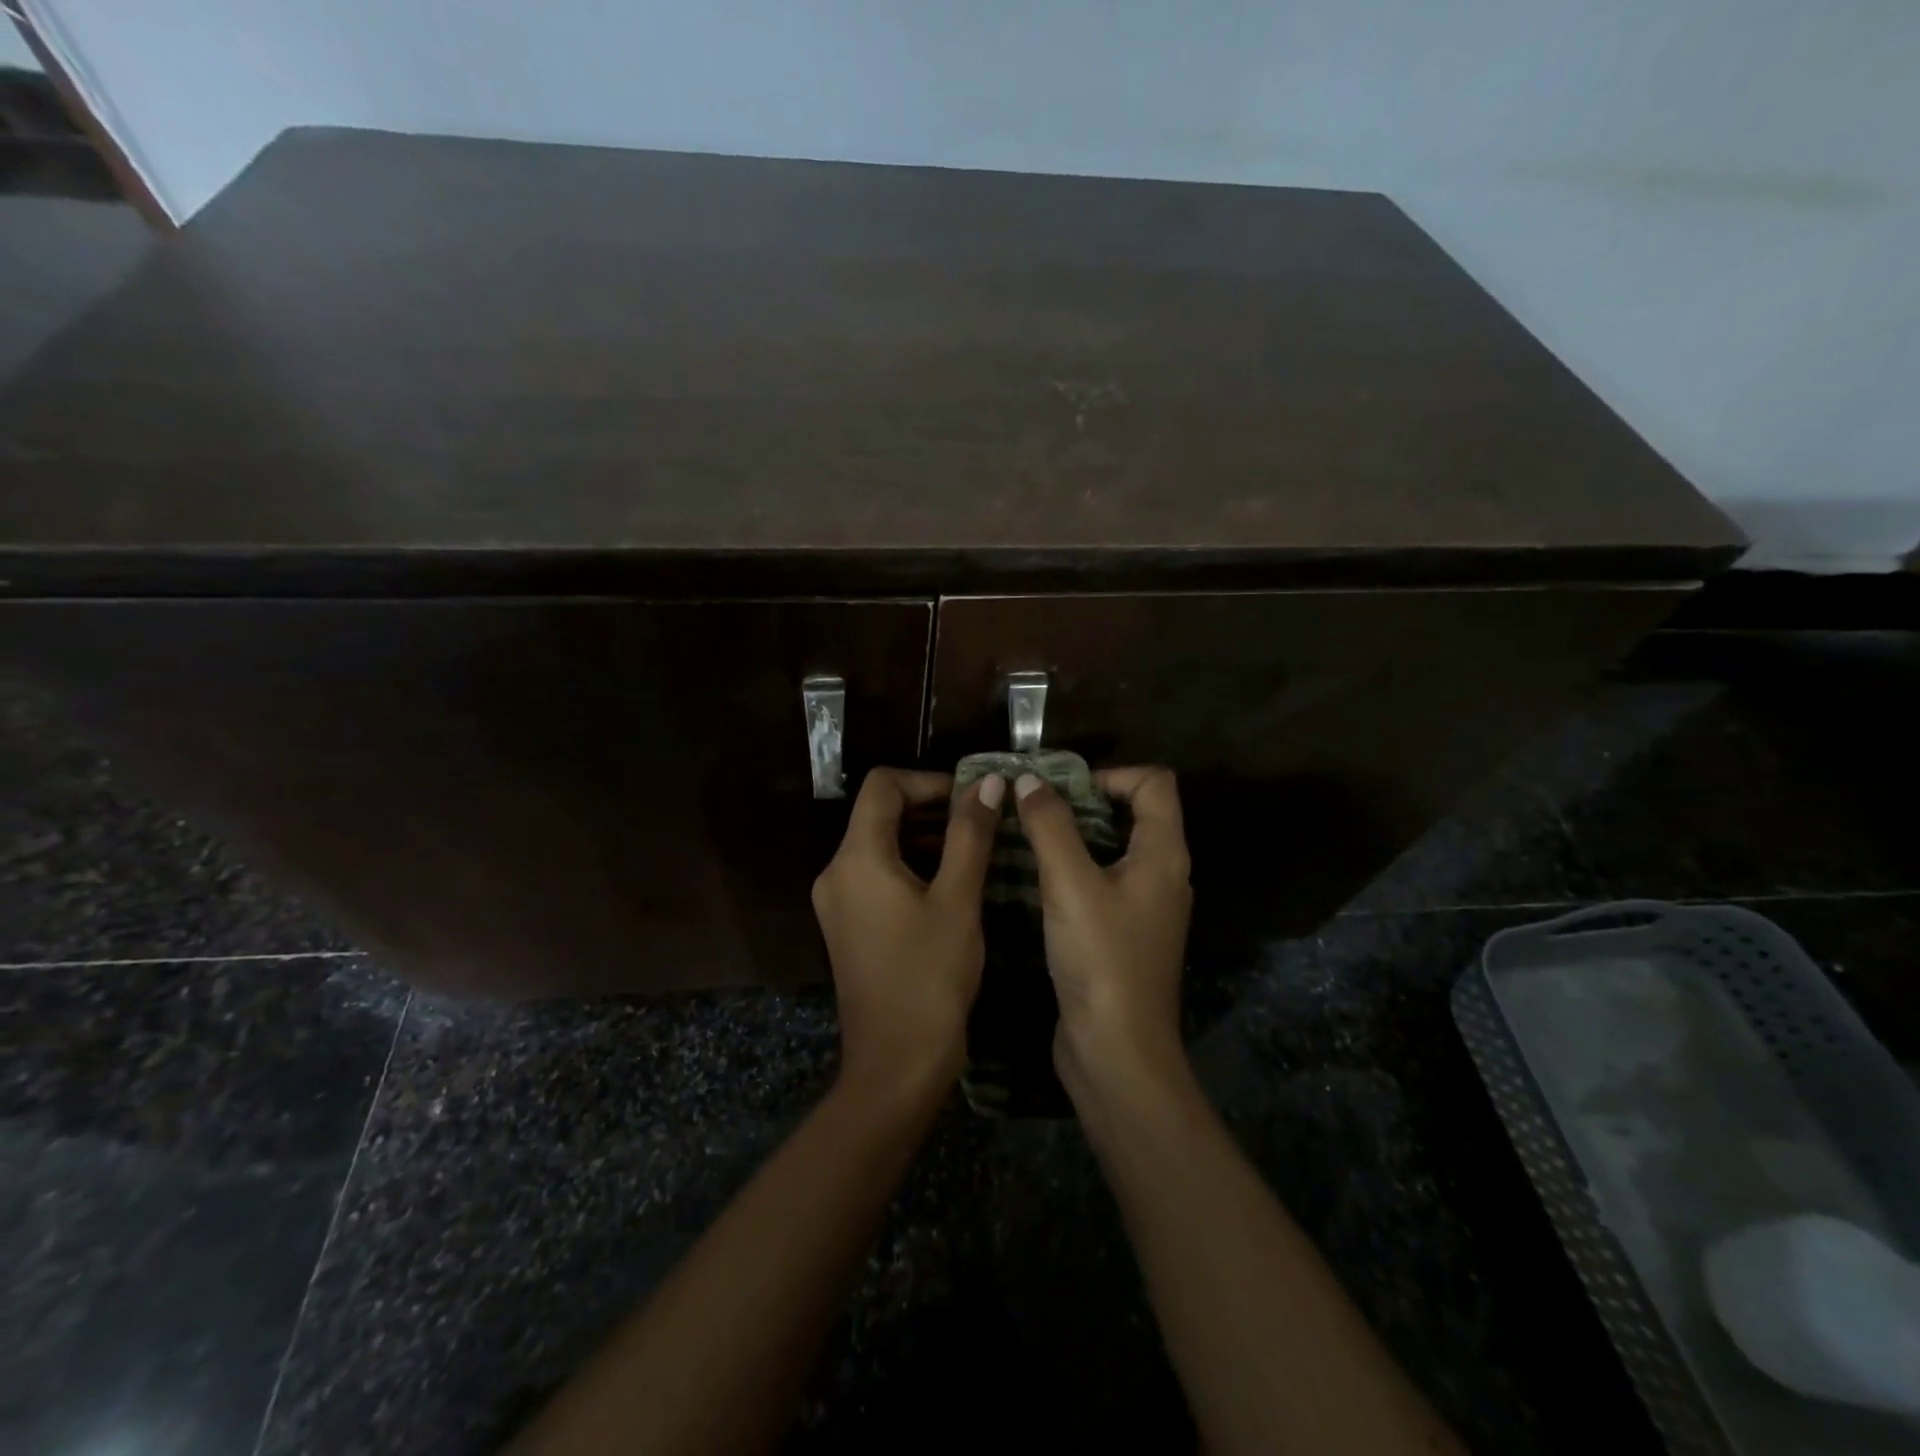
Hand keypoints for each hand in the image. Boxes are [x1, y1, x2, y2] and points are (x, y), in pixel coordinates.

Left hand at [812, 767, 1004, 1101]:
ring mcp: (838, 901)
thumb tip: (989, 782)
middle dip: (930, 808)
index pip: (883, 785)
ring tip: (974, 850)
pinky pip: (876, 875)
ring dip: (924, 837)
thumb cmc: (930, 978)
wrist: (895, 1065)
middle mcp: (836, 871)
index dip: (928, 781)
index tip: (971, 798)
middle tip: (981, 822)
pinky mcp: (847, 925)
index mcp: (856, 858)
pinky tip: (950, 883)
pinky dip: (911, 865)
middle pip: (879, 813)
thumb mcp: (958, 900)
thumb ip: (971, 834)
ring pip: (879, 844)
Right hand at [1013, 766, 1192, 1099]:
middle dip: (1084, 802)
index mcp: (1164, 854)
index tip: (1063, 789)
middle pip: (1134, 813)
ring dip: (1074, 836)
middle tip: (1035, 807)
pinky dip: (1073, 870)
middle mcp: (1162, 875)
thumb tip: (1029, 779)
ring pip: (1114, 849)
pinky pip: (1102, 883)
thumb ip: (1049, 826)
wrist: (1117, 1052)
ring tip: (1027, 836)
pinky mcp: (1124, 934)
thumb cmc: (1102, 960)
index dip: (1111, 774)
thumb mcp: (1070, 884)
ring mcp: (1145, 907)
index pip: (1154, 783)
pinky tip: (1035, 880)